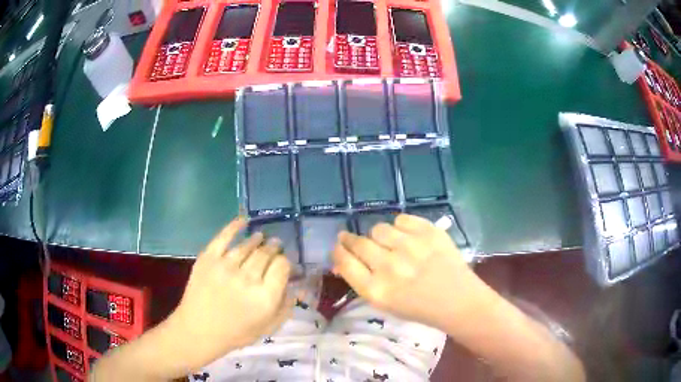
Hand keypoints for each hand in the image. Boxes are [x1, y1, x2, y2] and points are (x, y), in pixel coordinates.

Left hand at [168, 218, 292, 368]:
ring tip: (261, 238)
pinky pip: (223, 237)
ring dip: (258, 239)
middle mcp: (247, 278)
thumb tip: (298, 286)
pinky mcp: (208, 258)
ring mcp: (226, 265)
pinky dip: (234, 226)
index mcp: (265, 296)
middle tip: (275, 246)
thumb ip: (286, 307)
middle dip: (273, 248)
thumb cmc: (236, 332)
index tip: (283, 264)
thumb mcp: (268, 327)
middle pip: (266, 253)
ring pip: (248, 245)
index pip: (282, 266)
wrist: (199, 330)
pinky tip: (243, 220)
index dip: (285, 262)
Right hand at [333, 214, 481, 329]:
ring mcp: (411, 246)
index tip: (340, 246)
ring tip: (390, 243)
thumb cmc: (419, 307)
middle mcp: (389, 266)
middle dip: (351, 240)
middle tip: (354, 240)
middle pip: (358, 243)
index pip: (345, 262)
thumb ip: (361, 280)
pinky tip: (408, 237)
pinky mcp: (429, 232)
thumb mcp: (384, 303)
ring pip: (379, 228)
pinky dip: (401, 227)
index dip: (339, 251)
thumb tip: (342, 260)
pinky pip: (401, 219)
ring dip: (380, 236)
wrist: (458, 300)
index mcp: (376, 290)